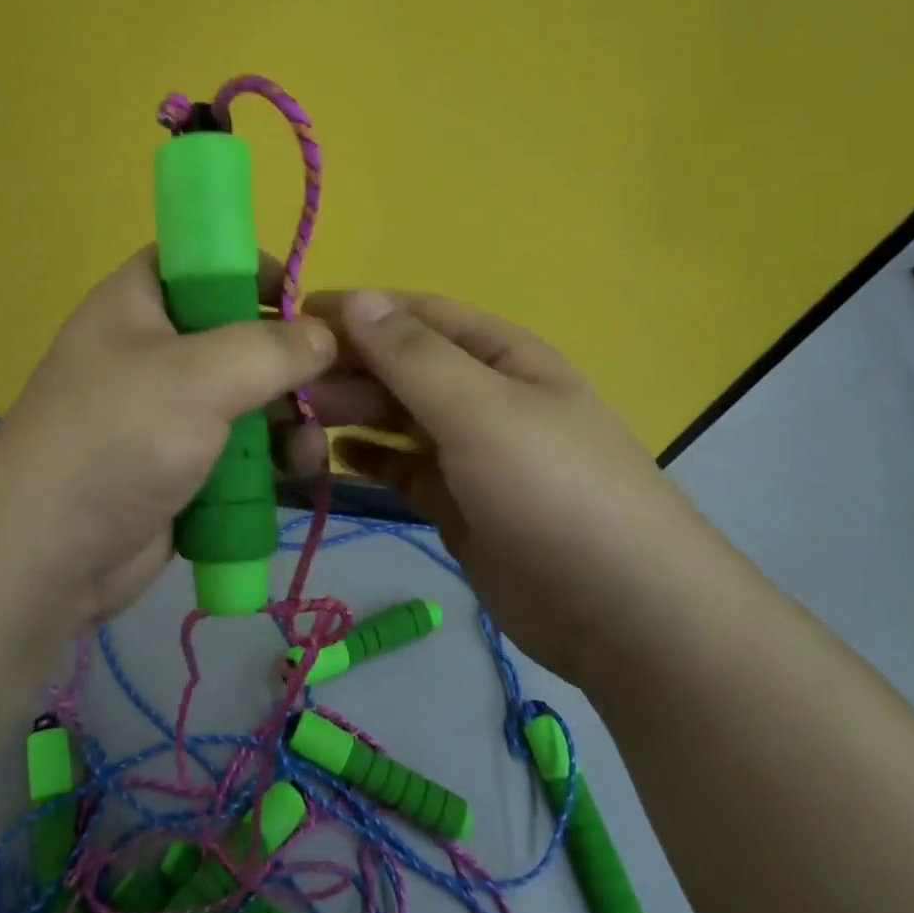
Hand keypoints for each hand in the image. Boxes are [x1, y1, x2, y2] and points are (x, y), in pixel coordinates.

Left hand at [0, 248, 335, 626]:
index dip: (250, 269)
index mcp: (139, 302)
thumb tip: (325, 336)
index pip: (199, 261)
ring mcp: (167, 412)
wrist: (49, 553)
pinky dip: (269, 455)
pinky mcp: (182, 466)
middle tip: (335, 380)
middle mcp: (153, 350)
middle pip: (235, 334)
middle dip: (288, 357)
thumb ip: (271, 347)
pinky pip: (238, 448)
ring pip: (246, 397)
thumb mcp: (199, 375)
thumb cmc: (119, 436)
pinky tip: (299, 469)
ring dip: (287, 414)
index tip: (302, 301)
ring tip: (312, 440)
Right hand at [300, 290, 734, 683]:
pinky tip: (338, 461)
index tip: (293, 318)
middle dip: (348, 369)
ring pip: (396, 416)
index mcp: (498, 356)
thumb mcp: (481, 410)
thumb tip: (356, 299)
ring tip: (303, 425)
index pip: (416, 314)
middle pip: (400, 365)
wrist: (621, 613)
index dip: (357, 310)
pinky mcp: (456, 501)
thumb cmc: (552, 490)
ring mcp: (469, 451)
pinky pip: (401, 466)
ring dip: (351, 413)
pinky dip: (369, 459)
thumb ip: (413, 355)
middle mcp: (482, 395)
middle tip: (291, 391)